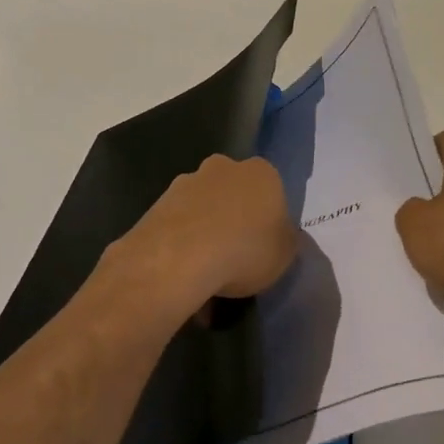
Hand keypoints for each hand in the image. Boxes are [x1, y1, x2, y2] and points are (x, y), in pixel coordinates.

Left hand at [112, 155, 297, 320]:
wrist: (179, 258)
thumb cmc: (246, 250)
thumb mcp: (286, 253)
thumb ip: (285, 239)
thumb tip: (279, 235)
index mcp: (262, 173)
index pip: (272, 190)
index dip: (269, 219)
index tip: (265, 246)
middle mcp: (223, 167)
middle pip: (234, 194)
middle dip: (234, 219)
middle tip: (236, 256)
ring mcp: (186, 183)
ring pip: (203, 209)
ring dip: (205, 233)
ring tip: (206, 275)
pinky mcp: (157, 204)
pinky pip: (179, 227)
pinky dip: (182, 246)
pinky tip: (184, 276)